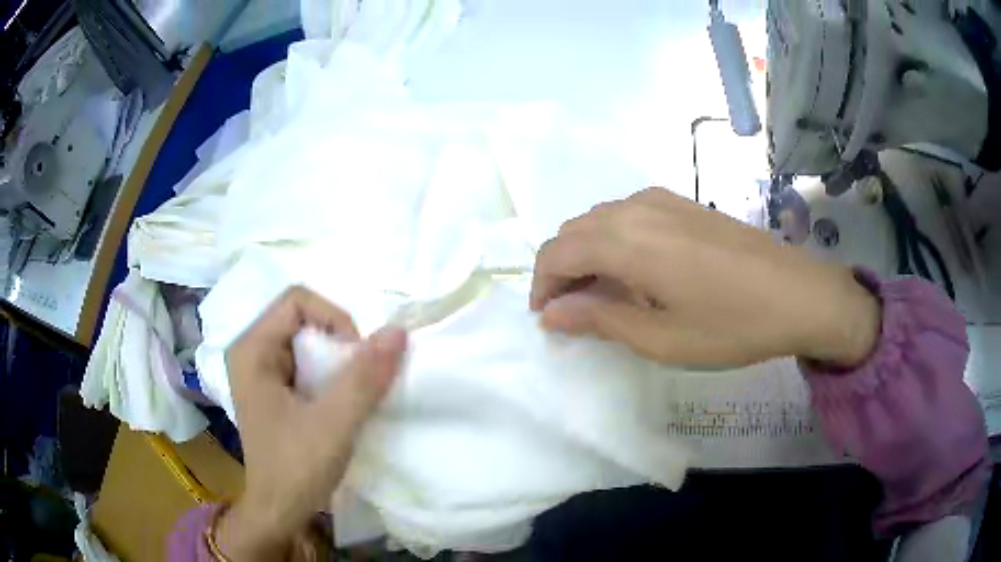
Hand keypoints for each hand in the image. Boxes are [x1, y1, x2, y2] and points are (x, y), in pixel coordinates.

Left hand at [217, 287, 406, 560]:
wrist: (279, 511)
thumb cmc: (296, 468)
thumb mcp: (333, 423)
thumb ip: (364, 378)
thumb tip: (397, 331)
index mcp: (251, 349)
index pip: (297, 301)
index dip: (334, 318)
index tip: (356, 357)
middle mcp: (251, 352)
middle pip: (301, 318)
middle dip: (338, 341)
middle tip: (360, 375)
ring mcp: (260, 371)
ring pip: (307, 340)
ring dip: (337, 359)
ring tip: (355, 389)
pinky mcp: (273, 389)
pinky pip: (306, 362)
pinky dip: (331, 373)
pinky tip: (343, 398)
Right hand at [530, 188, 879, 368]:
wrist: (797, 293)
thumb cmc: (731, 324)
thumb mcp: (662, 338)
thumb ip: (600, 319)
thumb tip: (552, 313)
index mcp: (627, 241)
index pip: (558, 252)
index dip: (542, 285)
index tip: (547, 318)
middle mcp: (636, 209)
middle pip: (574, 230)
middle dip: (560, 269)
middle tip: (573, 311)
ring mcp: (662, 200)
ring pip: (599, 218)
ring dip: (586, 252)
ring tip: (602, 293)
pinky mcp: (683, 203)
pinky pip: (628, 213)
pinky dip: (613, 238)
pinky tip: (635, 268)